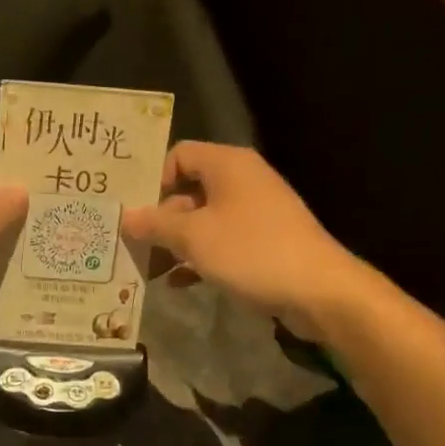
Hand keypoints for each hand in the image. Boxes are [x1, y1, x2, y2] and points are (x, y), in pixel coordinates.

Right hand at [122, 143, 363, 340]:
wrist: (319, 290)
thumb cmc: (251, 251)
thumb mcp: (194, 237)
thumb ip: (156, 225)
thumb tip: (125, 216)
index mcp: (228, 164)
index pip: (179, 155)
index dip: (154, 179)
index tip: (136, 211)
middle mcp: (242, 180)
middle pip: (189, 190)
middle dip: (159, 219)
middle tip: (132, 244)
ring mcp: (255, 212)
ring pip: (203, 220)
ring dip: (175, 243)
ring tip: (148, 269)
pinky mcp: (264, 241)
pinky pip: (221, 242)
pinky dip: (199, 257)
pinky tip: (178, 283)